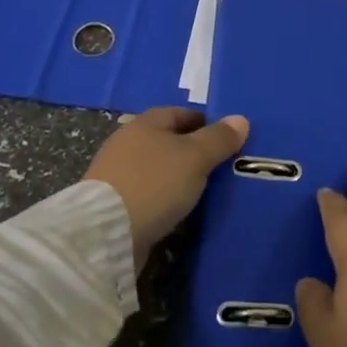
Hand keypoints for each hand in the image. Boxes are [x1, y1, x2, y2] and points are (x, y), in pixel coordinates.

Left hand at [86, 107, 248, 268]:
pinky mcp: (112, 203)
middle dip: (191, 151)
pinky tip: (177, 209)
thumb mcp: (195, 158)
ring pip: (157, 168)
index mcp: (145, 124)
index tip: (225, 140)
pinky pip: (146, 193)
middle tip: (218, 166)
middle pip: (167, 140)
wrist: (106, 233)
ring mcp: (116, 174)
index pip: (180, 114)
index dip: (205, 123)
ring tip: (202, 190)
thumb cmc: (154, 183)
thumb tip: (240, 119)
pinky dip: (162, 197)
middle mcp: (127, 142)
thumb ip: (218, 139)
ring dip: (176, 176)